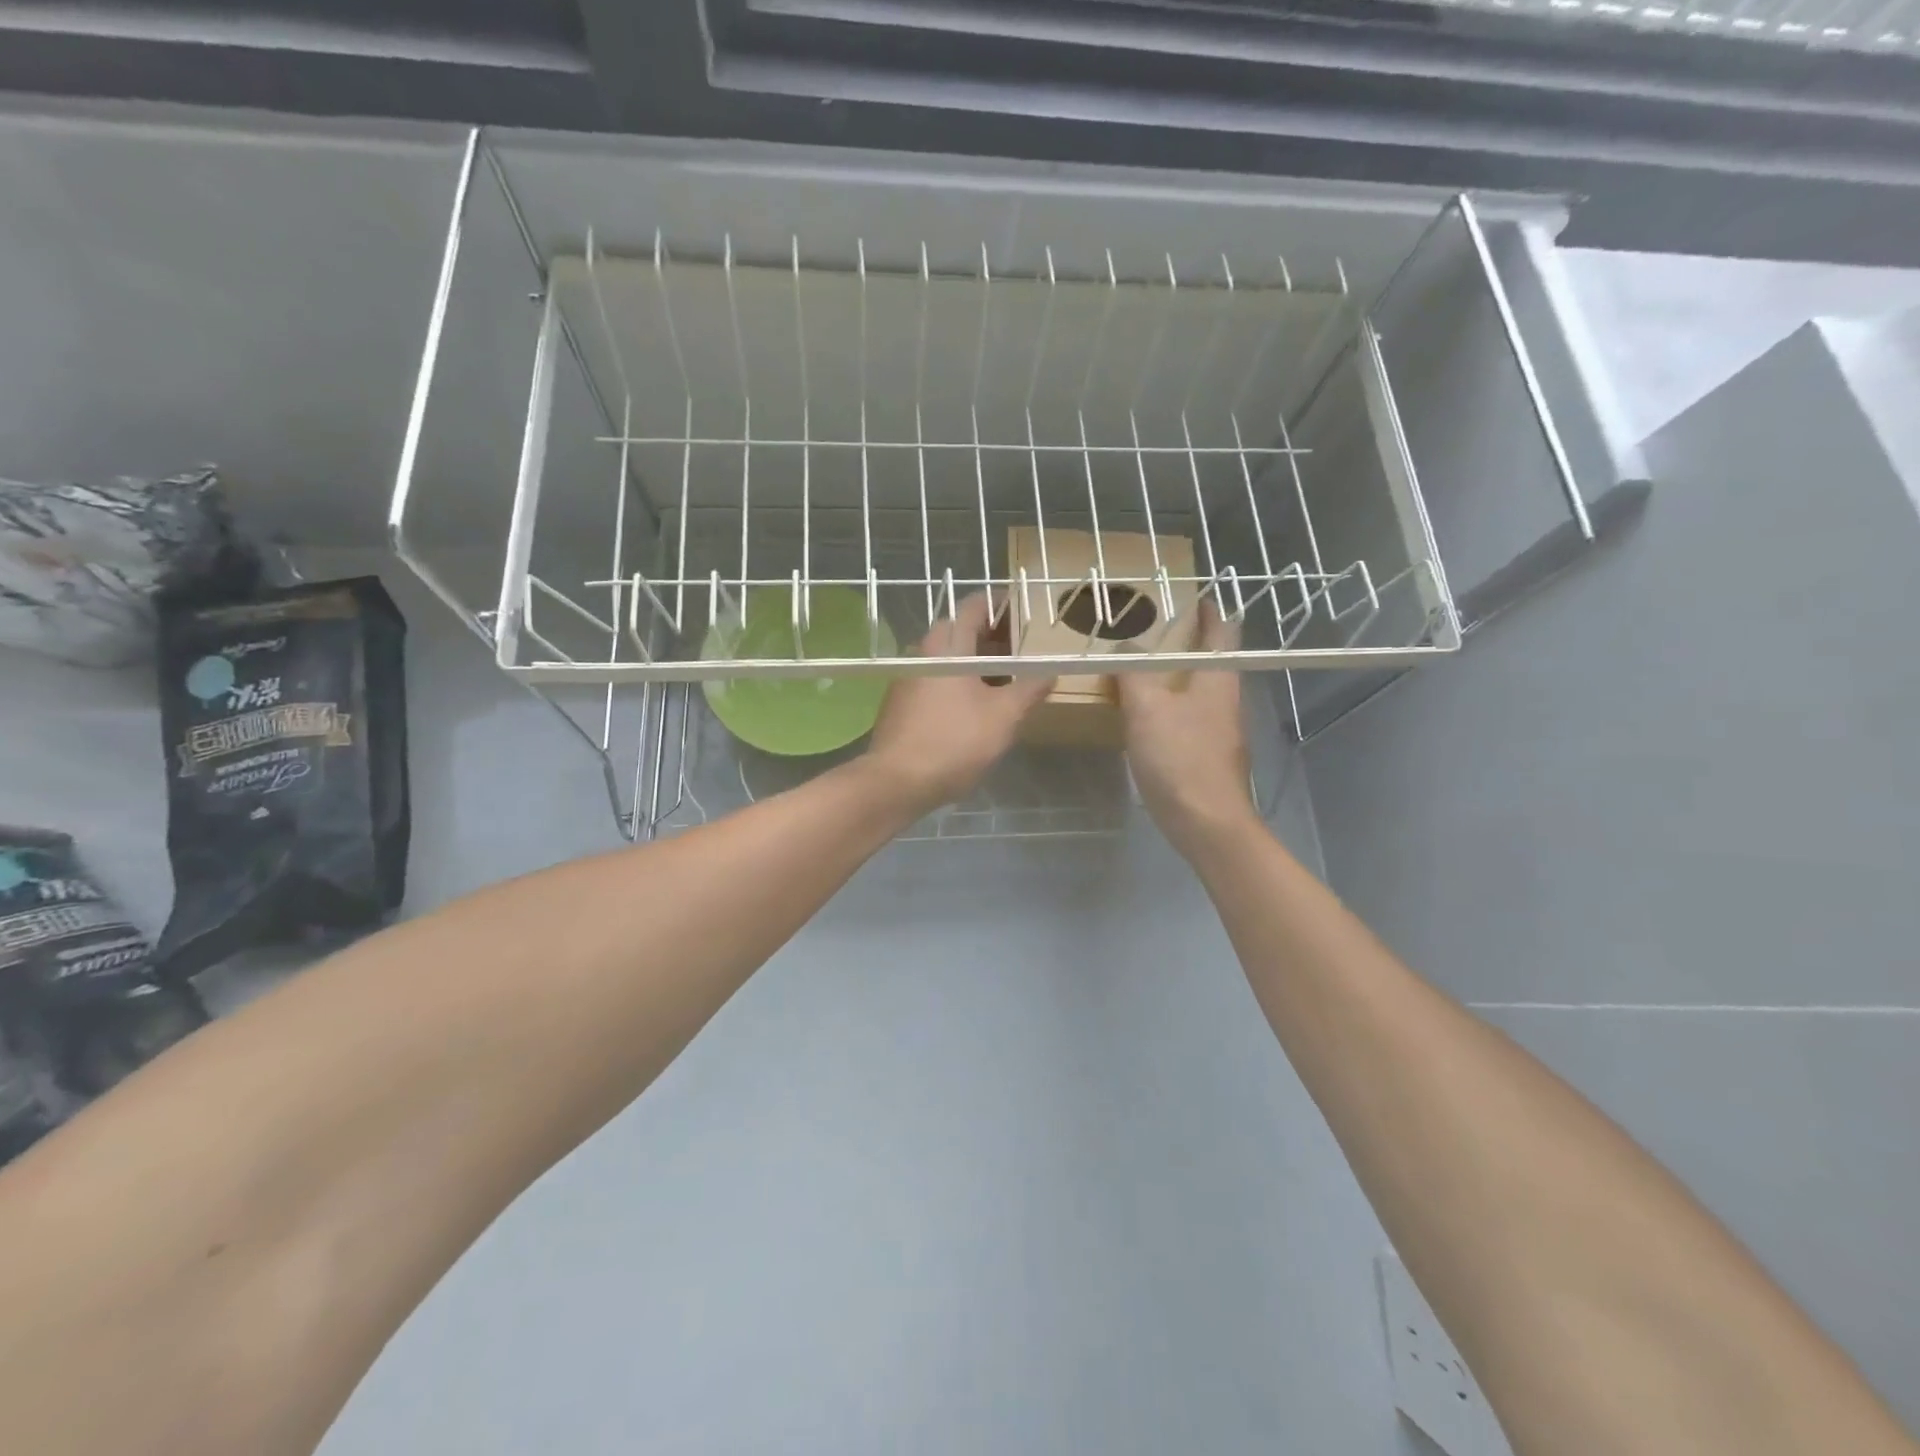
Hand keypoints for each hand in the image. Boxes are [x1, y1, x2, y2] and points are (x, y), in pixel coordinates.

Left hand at [864, 593, 1053, 817]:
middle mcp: (923, 653)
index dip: (1001, 604)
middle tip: (1021, 652)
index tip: (1024, 611)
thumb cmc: (954, 741)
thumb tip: (1050, 672)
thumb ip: (1029, 689)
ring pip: (949, 659)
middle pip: (962, 632)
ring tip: (1005, 682)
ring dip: (977, 663)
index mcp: (948, 645)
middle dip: (993, 638)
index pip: (975, 606)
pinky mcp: (901, 703)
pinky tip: (975, 707)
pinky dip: (959, 682)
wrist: (896, 782)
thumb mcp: (1004, 716)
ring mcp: (908, 678)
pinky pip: (936, 680)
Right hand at [1116, 600, 1259, 859]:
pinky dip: (1168, 707)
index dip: (1207, 611)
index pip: (1222, 631)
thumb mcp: (1147, 708)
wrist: (1208, 823)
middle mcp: (1225, 699)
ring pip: (1197, 691)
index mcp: (1218, 678)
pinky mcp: (1208, 756)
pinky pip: (1187, 718)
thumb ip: (1133, 672)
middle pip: (1210, 660)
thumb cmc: (1180, 758)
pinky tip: (1143, 717)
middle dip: (1183, 644)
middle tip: (1147, 632)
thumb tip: (1122, 644)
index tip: (1189, 597)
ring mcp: (1220, 730)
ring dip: (1173, 677)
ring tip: (1138, 671)